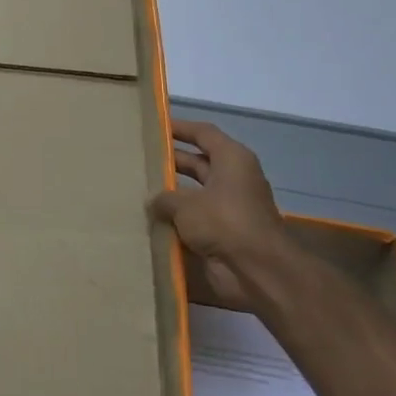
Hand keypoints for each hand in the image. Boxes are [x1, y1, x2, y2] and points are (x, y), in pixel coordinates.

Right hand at [149, 119, 303, 311]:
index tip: (155, 126)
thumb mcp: (186, 204)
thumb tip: (153, 200)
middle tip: (140, 159)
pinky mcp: (224, 232)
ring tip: (138, 189)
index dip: (180, 128)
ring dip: (171, 193)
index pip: (204, 133)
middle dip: (171, 161)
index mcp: (232, 159)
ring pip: (194, 192)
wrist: (256, 269)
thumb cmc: (224, 222)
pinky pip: (195, 219)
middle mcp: (233, 178)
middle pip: (198, 162)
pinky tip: (150, 220)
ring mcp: (229, 206)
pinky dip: (177, 219)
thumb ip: (165, 198)